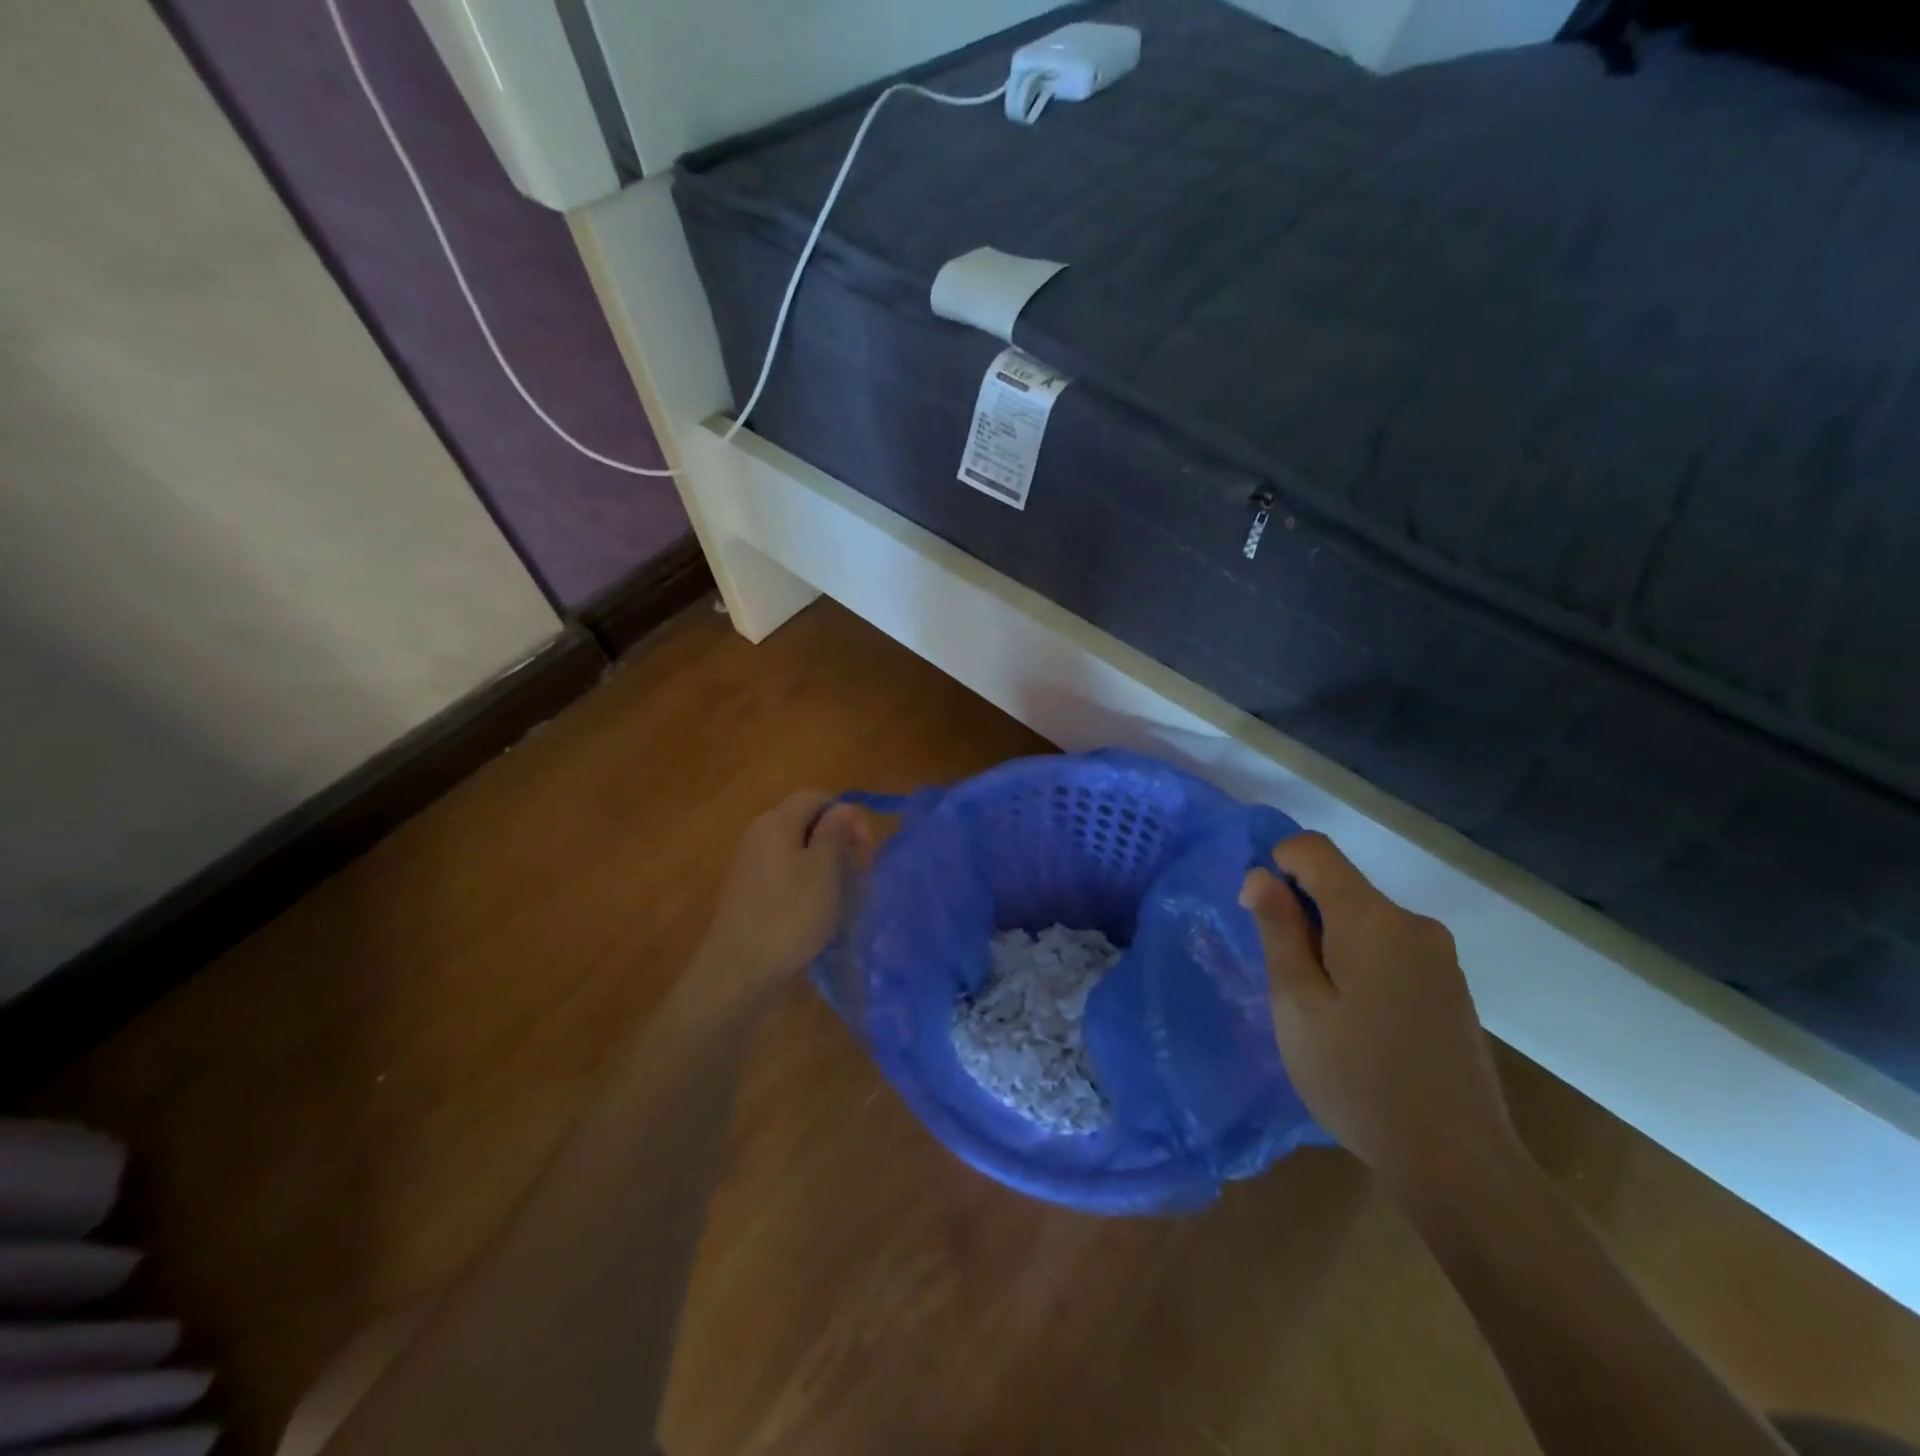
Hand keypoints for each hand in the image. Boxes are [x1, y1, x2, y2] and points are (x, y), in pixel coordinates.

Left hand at [694, 791, 872, 1001]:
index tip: (866, 846)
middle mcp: (759, 836)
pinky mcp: (750, 893)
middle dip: (838, 840)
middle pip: (806, 822)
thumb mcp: (824, 870)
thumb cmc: (789, 916)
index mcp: (776, 822)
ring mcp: (751, 866)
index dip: (846, 814)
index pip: (816, 797)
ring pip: (798, 851)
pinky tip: (820, 910)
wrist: (739, 973)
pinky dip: (808, 884)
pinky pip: (786, 874)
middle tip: (859, 872)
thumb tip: (843, 806)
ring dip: (826, 866)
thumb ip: (835, 832)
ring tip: (844, 894)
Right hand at [1240, 833, 1518, 1203]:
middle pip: (1340, 885)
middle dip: (1302, 913)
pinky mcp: (1450, 985)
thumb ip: (1278, 930)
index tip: (1262, 916)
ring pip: (1364, 919)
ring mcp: (1439, 955)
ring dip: (1330, 942)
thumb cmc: (1356, 1077)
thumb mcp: (1297, 1002)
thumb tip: (1260, 875)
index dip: (1277, 865)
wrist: (1457, 1162)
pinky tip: (1360, 1022)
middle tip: (1287, 981)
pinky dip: (1360, 962)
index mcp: (1371, 918)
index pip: (1313, 850)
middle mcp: (1412, 922)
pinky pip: (1390, 947)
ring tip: (1323, 1010)